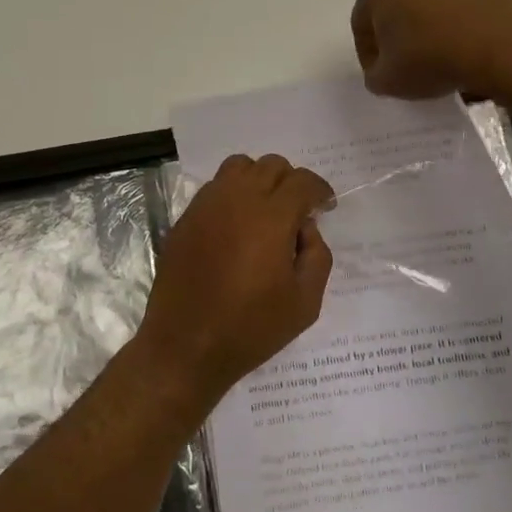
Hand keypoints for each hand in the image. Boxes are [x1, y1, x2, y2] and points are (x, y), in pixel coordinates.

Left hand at [138, 154, 334, 404]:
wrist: (185, 346)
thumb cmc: (251, 328)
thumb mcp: (305, 302)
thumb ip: (317, 256)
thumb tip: (306, 228)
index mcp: (271, 217)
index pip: (302, 181)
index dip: (320, 190)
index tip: (326, 207)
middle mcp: (237, 199)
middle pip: (271, 165)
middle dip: (291, 182)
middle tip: (297, 212)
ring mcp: (206, 206)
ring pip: (238, 167)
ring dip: (259, 179)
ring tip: (265, 210)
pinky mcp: (185, 219)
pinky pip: (214, 188)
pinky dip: (232, 194)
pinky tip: (236, 226)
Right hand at [350, 0, 511, 98]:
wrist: (501, 47)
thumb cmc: (431, 59)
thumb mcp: (388, 81)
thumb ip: (375, 74)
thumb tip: (382, 70)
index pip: (363, 20)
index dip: (369, 52)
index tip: (382, 74)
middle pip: (401, 2)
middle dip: (403, 30)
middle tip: (412, 63)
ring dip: (437, 22)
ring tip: (448, 55)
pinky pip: (472, 2)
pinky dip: (470, 20)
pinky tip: (476, 46)